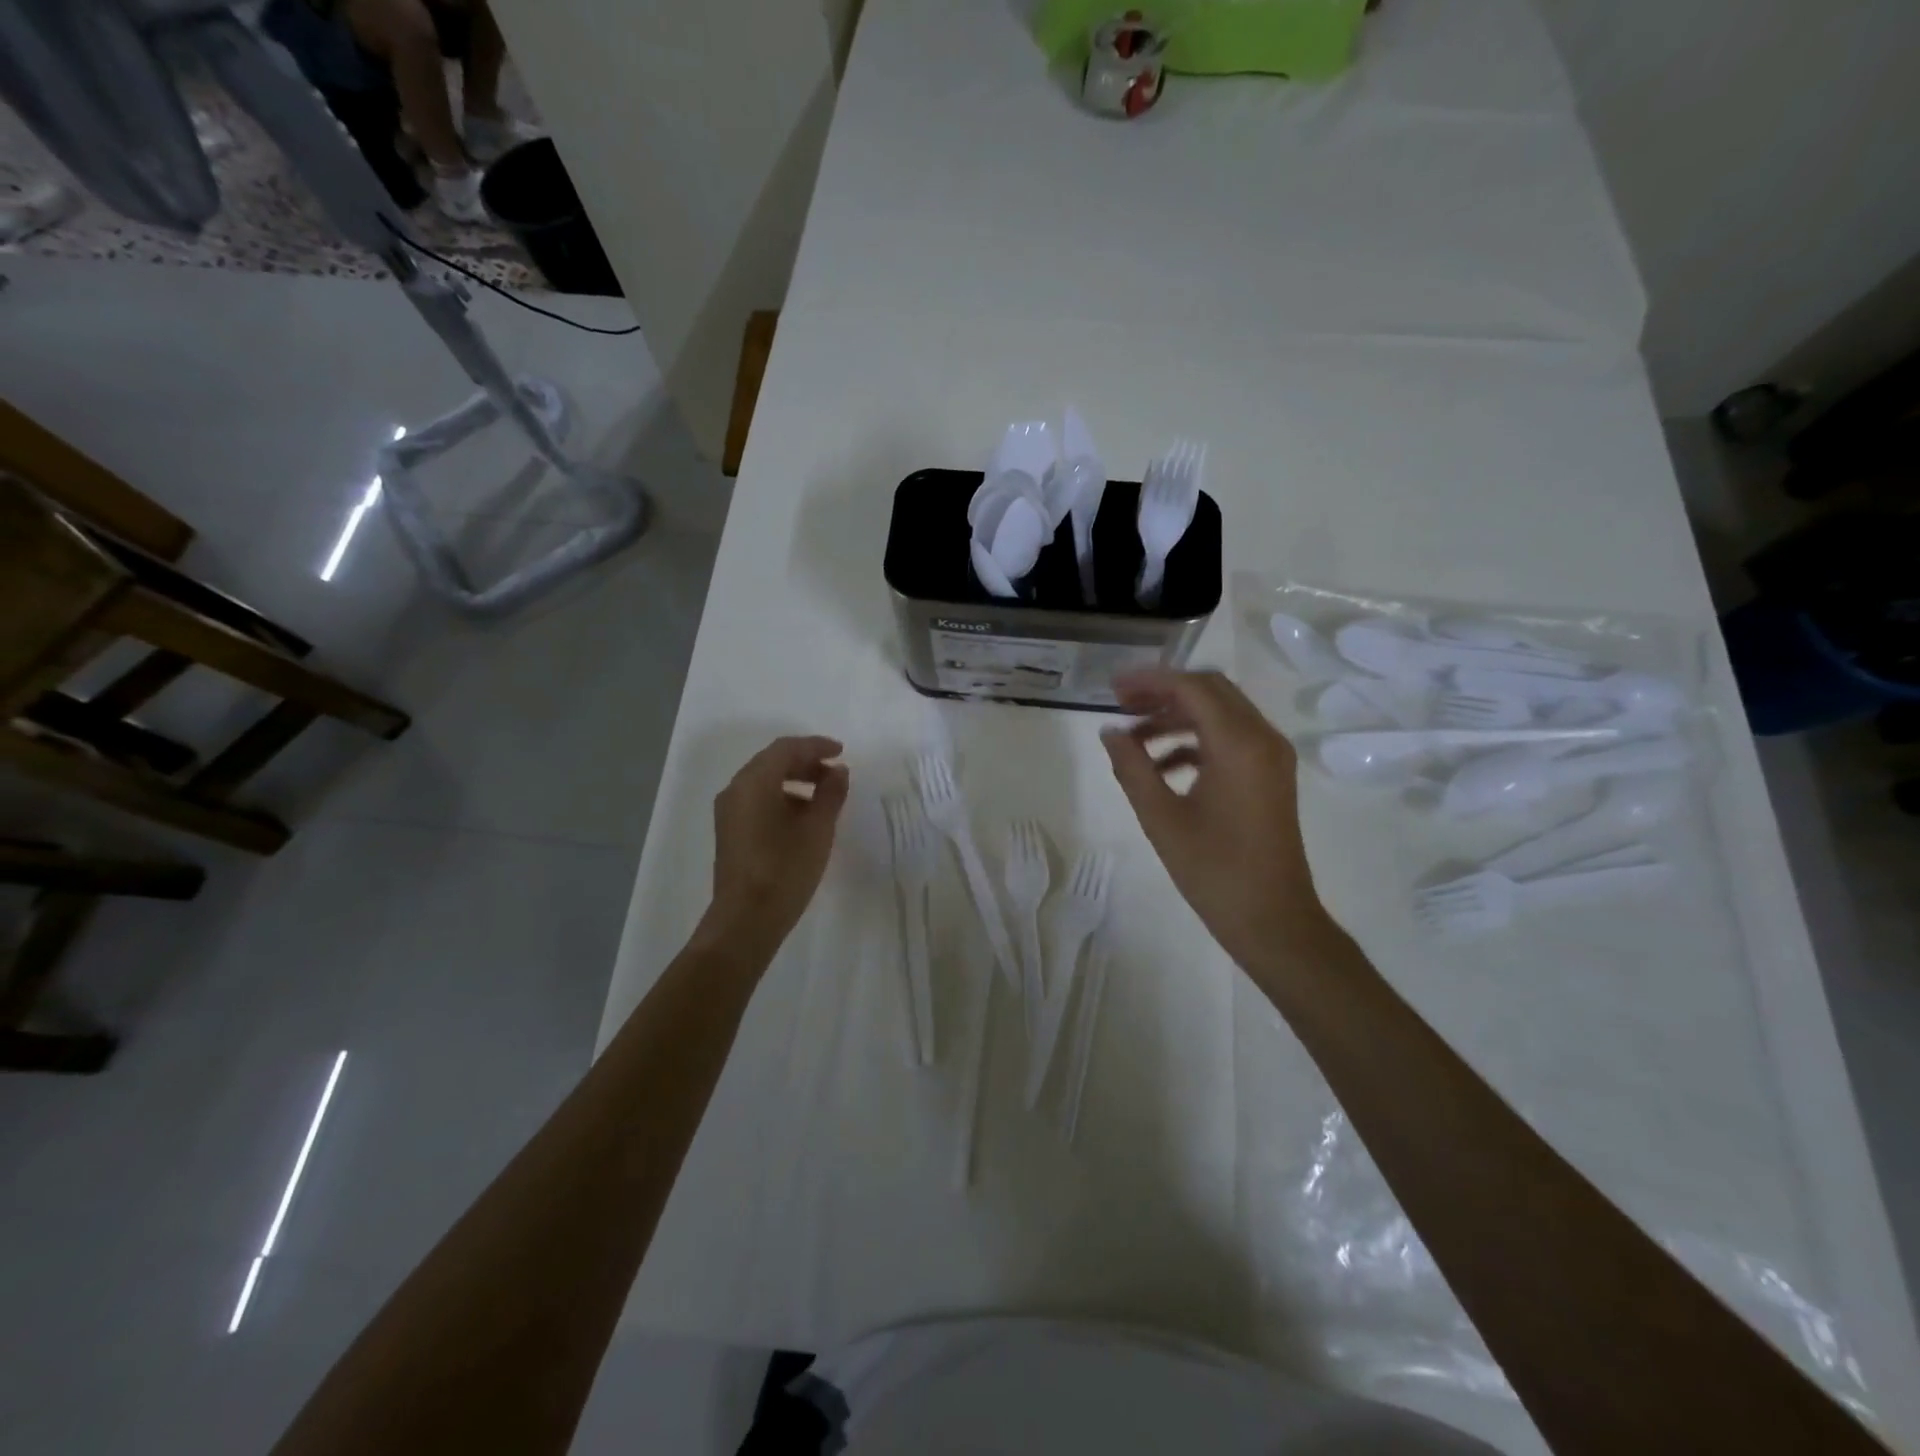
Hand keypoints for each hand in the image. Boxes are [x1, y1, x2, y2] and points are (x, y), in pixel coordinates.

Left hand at [698, 736, 849, 961]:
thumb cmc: (785, 869)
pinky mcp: (731, 832)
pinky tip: (804, 817)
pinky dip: (783, 797)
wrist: (746, 920)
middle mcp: (736, 790)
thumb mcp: (817, 829)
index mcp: (754, 782)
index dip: (816, 746)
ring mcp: (729, 812)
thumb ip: (831, 793)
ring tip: (825, 795)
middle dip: (806, 762)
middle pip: (772, 762)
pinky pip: (758, 800)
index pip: (786, 749)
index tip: (841, 751)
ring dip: (795, 780)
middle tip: (836, 772)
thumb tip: (838, 771)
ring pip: (765, 782)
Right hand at [1101, 669, 1332, 977]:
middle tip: (1120, 705)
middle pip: (1210, 691)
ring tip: (1132, 739)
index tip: (1112, 687)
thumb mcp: (1161, 818)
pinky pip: (1230, 739)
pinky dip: (1194, 741)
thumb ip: (1131, 767)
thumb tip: (1109, 732)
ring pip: (1220, 713)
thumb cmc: (1214, 870)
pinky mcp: (1270, 775)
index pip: (1192, 688)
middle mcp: (1262, 738)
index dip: (1149, 681)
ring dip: (1176, 717)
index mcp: (1239, 744)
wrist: (1273, 919)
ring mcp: (1271, 756)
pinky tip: (1161, 766)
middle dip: (1162, 692)